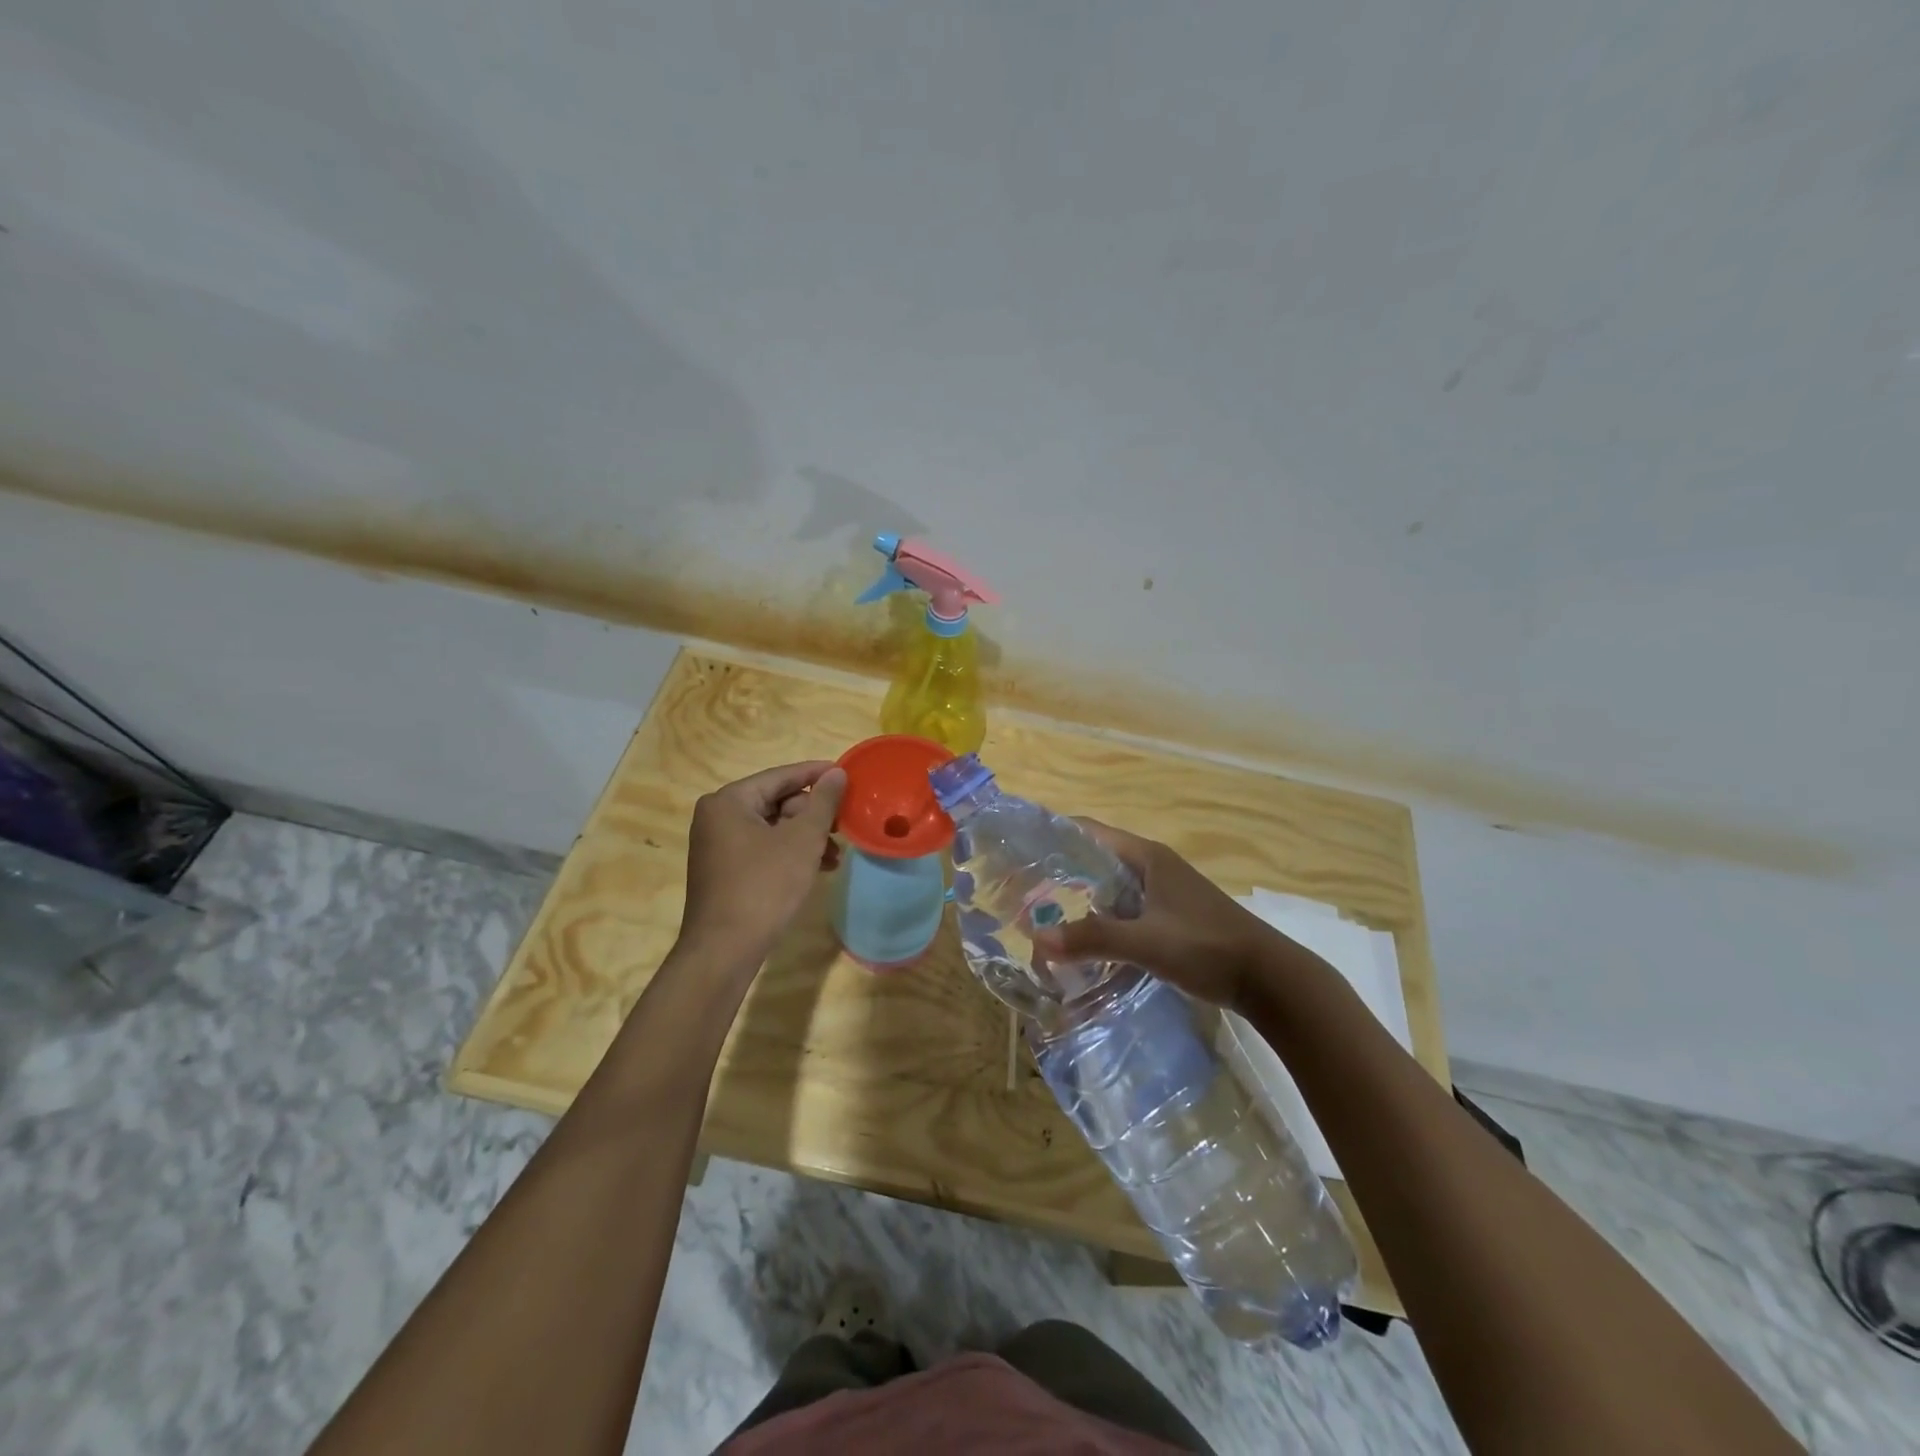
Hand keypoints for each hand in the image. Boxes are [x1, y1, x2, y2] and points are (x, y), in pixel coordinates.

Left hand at [678, 761, 847, 964]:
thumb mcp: (802, 840)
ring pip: (772, 827)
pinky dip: (789, 853)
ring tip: (835, 856)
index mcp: (729, 800)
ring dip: (805, 837)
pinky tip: (816, 868)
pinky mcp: (723, 869)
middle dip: (812, 815)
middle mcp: (717, 816)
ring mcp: (717, 844)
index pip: (781, 776)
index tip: (846, 774)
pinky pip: (762, 848)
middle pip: (776, 801)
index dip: (816, 774)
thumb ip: (823, 802)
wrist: (724, 949)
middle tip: (842, 826)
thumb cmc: (765, 886)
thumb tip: (837, 772)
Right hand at [1033, 819, 1277, 1012]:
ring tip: (1044, 917)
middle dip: (1062, 873)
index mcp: (1147, 857)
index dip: (1055, 835)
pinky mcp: (1172, 919)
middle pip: (1098, 860)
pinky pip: (1127, 912)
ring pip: (1112, 889)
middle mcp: (1154, 867)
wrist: (1270, 979)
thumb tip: (1038, 940)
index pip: (1090, 832)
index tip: (1020, 848)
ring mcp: (1165, 893)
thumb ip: (1093, 939)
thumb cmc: (1207, 947)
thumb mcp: (1146, 942)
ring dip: (1082, 900)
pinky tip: (1086, 944)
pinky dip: (1104, 921)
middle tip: (1024, 889)